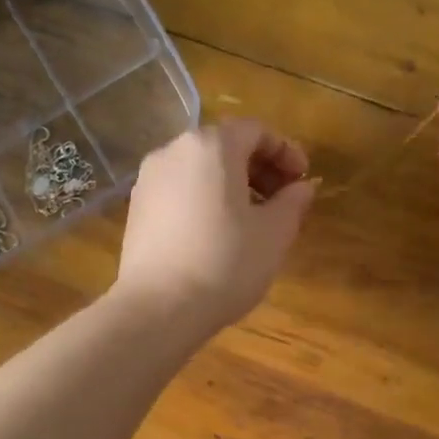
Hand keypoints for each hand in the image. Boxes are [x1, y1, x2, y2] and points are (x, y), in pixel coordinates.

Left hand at [115, 119, 317, 334]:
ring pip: (199, 169)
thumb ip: (293, 202)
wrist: (158, 308)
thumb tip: (301, 188)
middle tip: (282, 201)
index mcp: (211, 146)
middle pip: (224, 146)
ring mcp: (149, 180)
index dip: (286, 152)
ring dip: (231, 186)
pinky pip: (179, 191)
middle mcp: (174, 151)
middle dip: (258, 168)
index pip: (256, 131)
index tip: (303, 181)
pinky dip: (204, 200)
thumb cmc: (225, 263)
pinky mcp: (136, 209)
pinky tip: (217, 234)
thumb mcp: (274, 234)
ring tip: (252, 221)